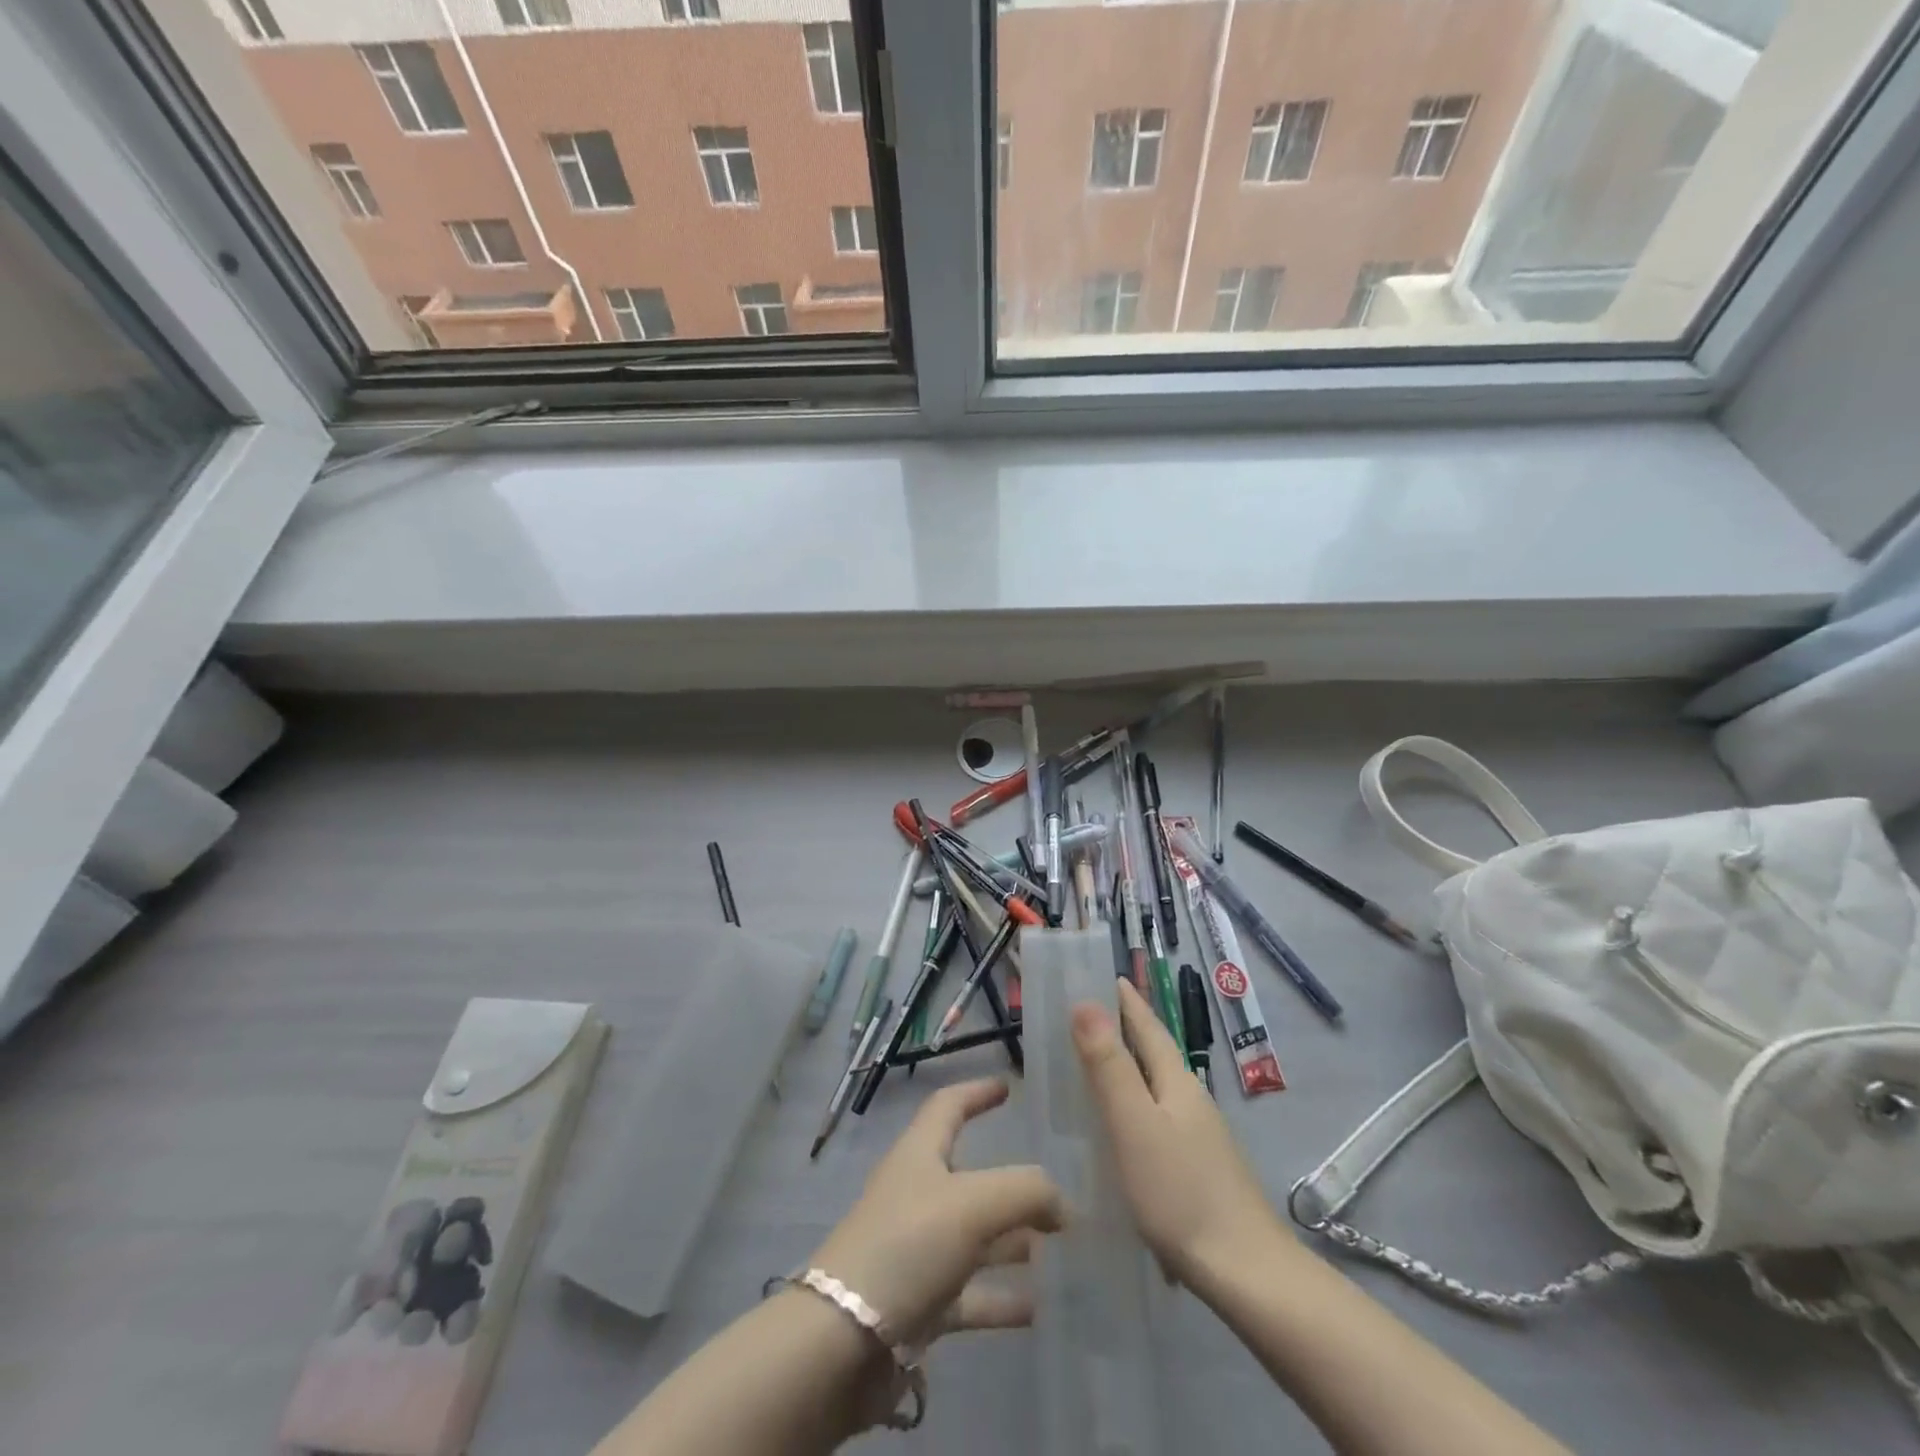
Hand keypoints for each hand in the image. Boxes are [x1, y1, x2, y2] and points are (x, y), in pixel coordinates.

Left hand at [809, 1077, 1064, 1348]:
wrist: (843, 1343)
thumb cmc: (906, 1246)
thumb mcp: (974, 1204)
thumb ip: (1026, 1192)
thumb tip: (1064, 1204)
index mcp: (919, 1155)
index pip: (948, 1106)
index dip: (976, 1093)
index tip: (1008, 1087)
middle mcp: (916, 1195)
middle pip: (968, 1176)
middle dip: (1010, 1181)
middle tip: (1055, 1190)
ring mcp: (916, 1251)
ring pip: (973, 1237)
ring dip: (1012, 1240)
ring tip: (1058, 1247)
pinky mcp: (918, 1305)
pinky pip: (968, 1294)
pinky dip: (1000, 1297)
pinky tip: (1037, 1309)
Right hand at [1073, 979, 1286, 1286]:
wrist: (1247, 1274)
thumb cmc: (1181, 1192)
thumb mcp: (1134, 1124)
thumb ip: (1109, 1065)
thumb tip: (1085, 1001)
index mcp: (1176, 1082)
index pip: (1148, 1027)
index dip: (1127, 1001)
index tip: (1107, 975)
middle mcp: (1191, 1100)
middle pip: (1155, 1054)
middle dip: (1125, 1031)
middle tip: (1088, 1016)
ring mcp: (1200, 1137)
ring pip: (1157, 1088)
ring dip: (1129, 1070)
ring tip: (1096, 1069)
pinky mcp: (1200, 1170)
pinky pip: (1159, 1119)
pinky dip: (1136, 1107)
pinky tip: (1123, 1131)